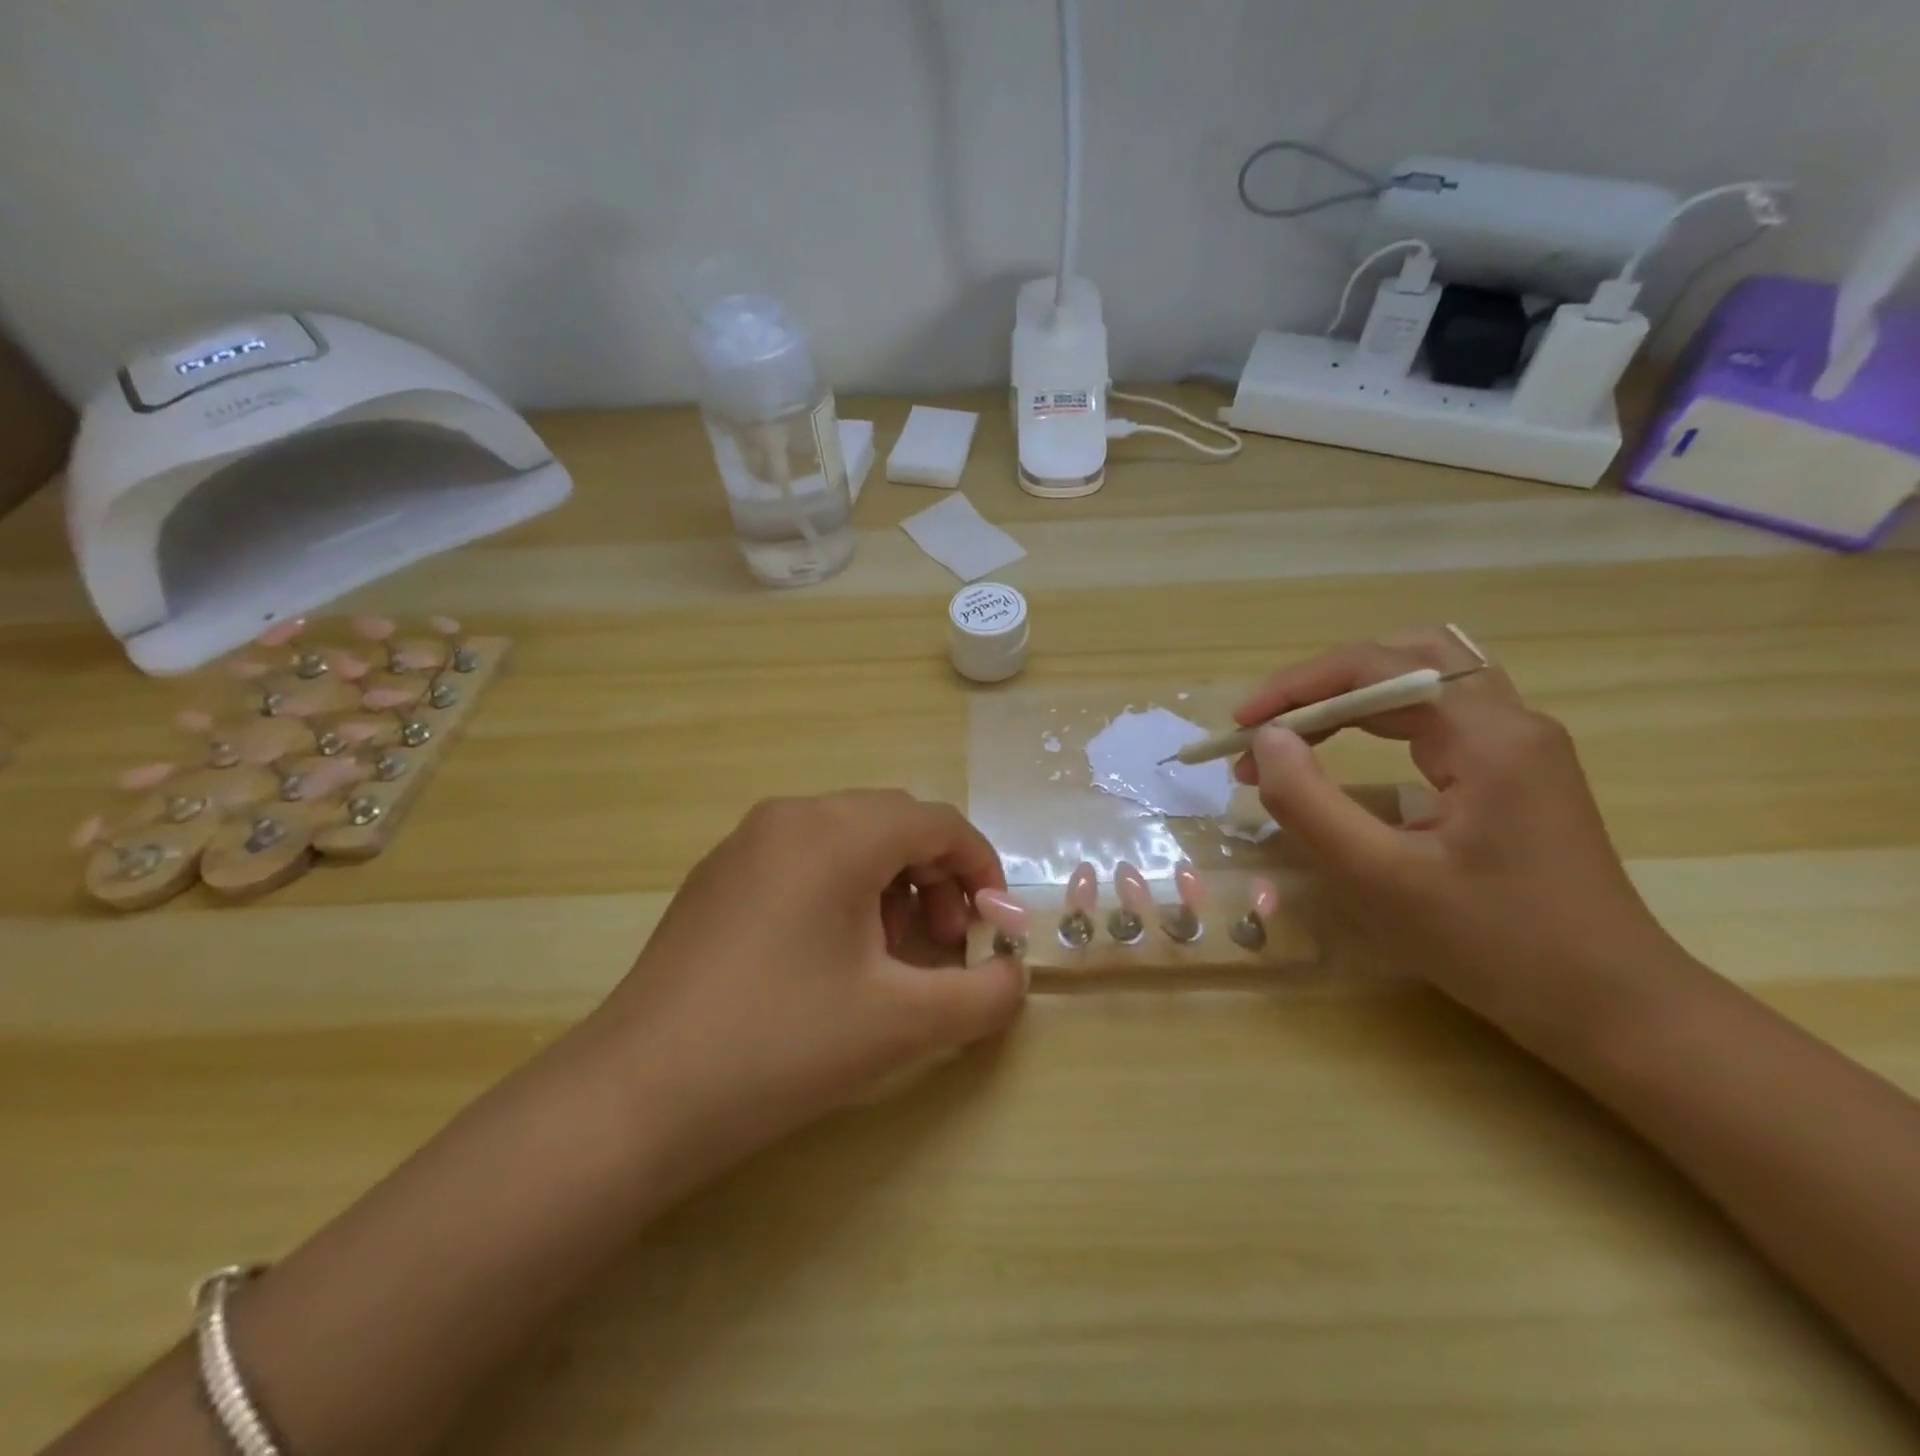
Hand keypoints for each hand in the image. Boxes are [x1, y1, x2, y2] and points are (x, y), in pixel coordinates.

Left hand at [577, 790, 1026, 1193]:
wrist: (636, 1097)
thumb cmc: (781, 1046)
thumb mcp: (902, 1023)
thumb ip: (983, 994)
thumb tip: (1014, 975)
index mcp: (837, 833)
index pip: (938, 823)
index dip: (981, 869)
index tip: (995, 928)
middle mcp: (791, 816)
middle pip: (895, 824)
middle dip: (937, 880)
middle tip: (944, 948)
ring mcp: (747, 842)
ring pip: (850, 839)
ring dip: (892, 885)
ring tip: (891, 957)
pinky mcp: (719, 875)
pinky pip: (805, 858)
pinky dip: (844, 890)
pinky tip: (834, 957)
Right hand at [1232, 634, 1688, 1045]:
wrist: (1613, 1007)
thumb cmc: (1497, 946)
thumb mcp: (1382, 879)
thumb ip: (1311, 803)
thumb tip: (1267, 741)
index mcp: (1489, 737)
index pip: (1377, 668)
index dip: (1297, 687)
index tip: (1240, 727)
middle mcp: (1511, 722)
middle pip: (1402, 660)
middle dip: (1322, 685)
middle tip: (1268, 727)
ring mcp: (1520, 745)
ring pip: (1421, 682)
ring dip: (1349, 699)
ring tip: (1294, 738)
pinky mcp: (1516, 771)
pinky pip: (1436, 717)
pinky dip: (1378, 721)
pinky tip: (1348, 752)